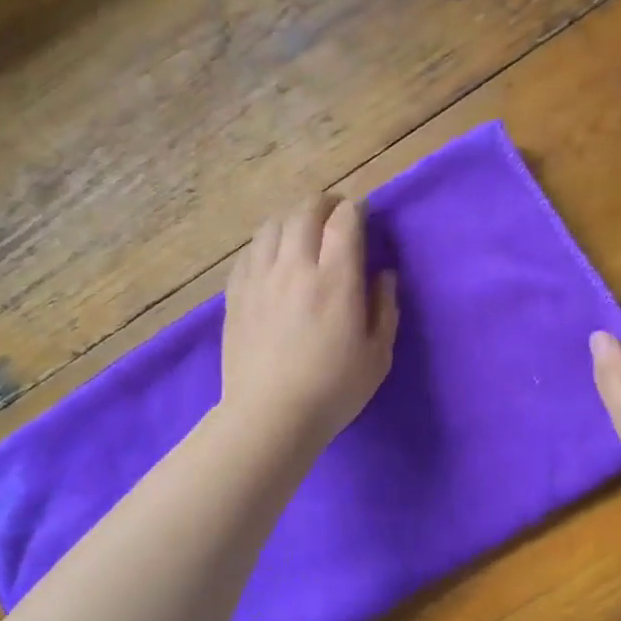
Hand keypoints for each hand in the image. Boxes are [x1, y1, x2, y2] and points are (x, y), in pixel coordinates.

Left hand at [221, 194, 398, 450]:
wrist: (270, 416)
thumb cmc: (334, 389)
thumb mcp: (377, 354)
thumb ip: (384, 307)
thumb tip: (383, 274)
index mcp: (335, 279)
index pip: (344, 220)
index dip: (355, 208)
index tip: (361, 213)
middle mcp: (295, 267)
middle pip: (305, 211)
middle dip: (324, 204)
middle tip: (335, 214)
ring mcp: (260, 278)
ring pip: (272, 224)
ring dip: (292, 218)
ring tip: (303, 229)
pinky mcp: (236, 293)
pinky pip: (250, 250)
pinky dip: (266, 242)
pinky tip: (273, 255)